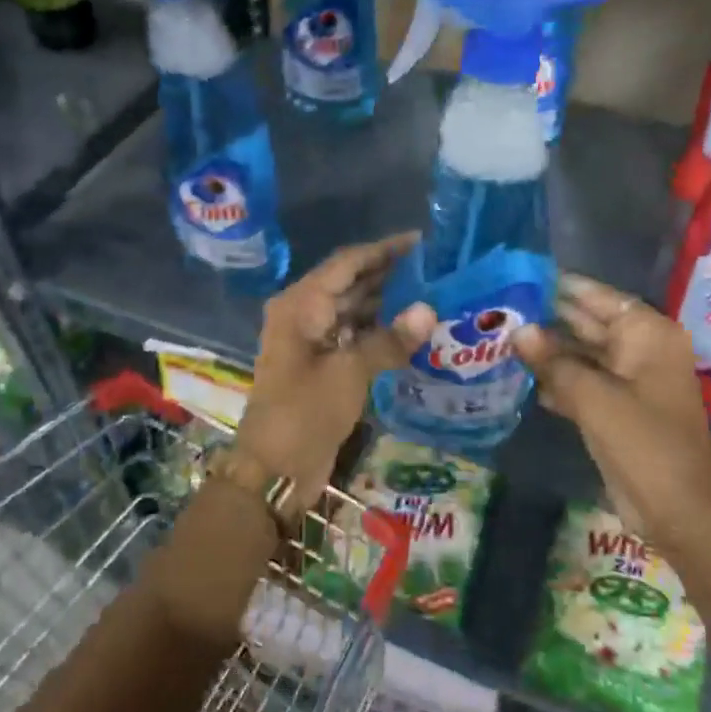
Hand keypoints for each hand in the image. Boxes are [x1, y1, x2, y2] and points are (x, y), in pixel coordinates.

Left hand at [234, 235, 435, 512]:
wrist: (273, 470)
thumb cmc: (304, 413)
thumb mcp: (349, 373)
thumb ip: (388, 340)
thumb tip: (430, 310)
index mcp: (301, 304)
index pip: (347, 263)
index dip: (383, 250)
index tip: (422, 241)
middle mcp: (304, 314)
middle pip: (351, 283)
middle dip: (391, 275)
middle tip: (437, 268)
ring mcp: (313, 341)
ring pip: (355, 311)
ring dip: (389, 304)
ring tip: (434, 294)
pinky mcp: (323, 366)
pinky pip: (355, 337)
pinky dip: (381, 332)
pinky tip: (413, 331)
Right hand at [512, 274, 710, 556]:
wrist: (676, 509)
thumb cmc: (643, 443)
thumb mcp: (593, 397)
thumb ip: (553, 361)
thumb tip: (518, 330)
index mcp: (648, 335)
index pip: (599, 297)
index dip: (561, 287)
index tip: (520, 276)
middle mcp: (640, 350)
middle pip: (587, 324)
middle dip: (546, 319)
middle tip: (499, 308)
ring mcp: (628, 380)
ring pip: (580, 354)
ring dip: (546, 351)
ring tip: (498, 338)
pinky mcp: (615, 407)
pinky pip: (581, 381)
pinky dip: (555, 379)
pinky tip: (518, 375)